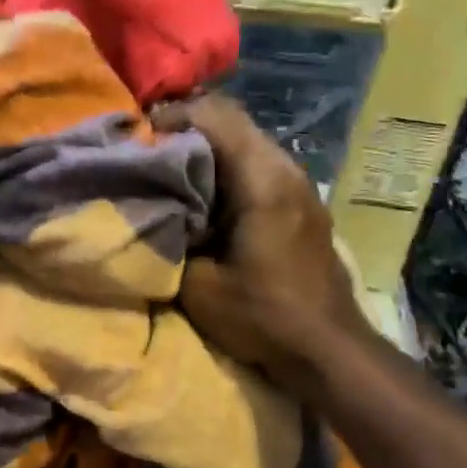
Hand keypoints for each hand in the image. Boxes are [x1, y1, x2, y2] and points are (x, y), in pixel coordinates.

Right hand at [153, 96, 367, 389]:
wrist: (329, 349)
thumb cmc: (262, 316)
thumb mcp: (197, 285)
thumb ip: (169, 236)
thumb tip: (150, 204)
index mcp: (261, 180)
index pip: (212, 117)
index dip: (170, 117)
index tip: (137, 138)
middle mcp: (285, 168)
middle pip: (232, 118)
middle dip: (187, 124)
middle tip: (150, 147)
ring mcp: (300, 182)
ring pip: (247, 137)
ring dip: (208, 143)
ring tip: (172, 166)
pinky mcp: (303, 200)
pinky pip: (259, 160)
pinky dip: (228, 162)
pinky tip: (207, 190)